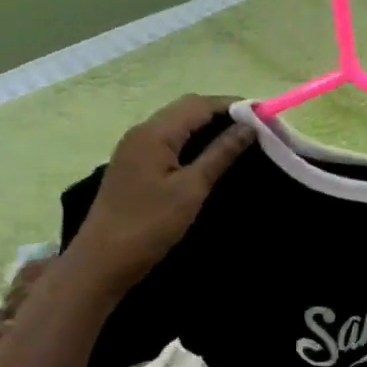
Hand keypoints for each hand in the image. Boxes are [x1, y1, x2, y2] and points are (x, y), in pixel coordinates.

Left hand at [70, 94, 254, 289]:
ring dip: (207, 127)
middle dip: (221, 113)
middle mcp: (142, 132)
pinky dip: (192, 141)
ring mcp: (134, 148)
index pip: (199, 104)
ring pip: (176, 124)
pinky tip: (208, 157)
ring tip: (238, 141)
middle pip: (186, 109)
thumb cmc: (150, 225)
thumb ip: (220, 154)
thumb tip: (248, 127)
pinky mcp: (133, 165)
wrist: (102, 262)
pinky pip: (167, 141)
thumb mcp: (192, 189)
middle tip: (254, 129)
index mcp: (155, 133)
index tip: (264, 115)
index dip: (232, 105)